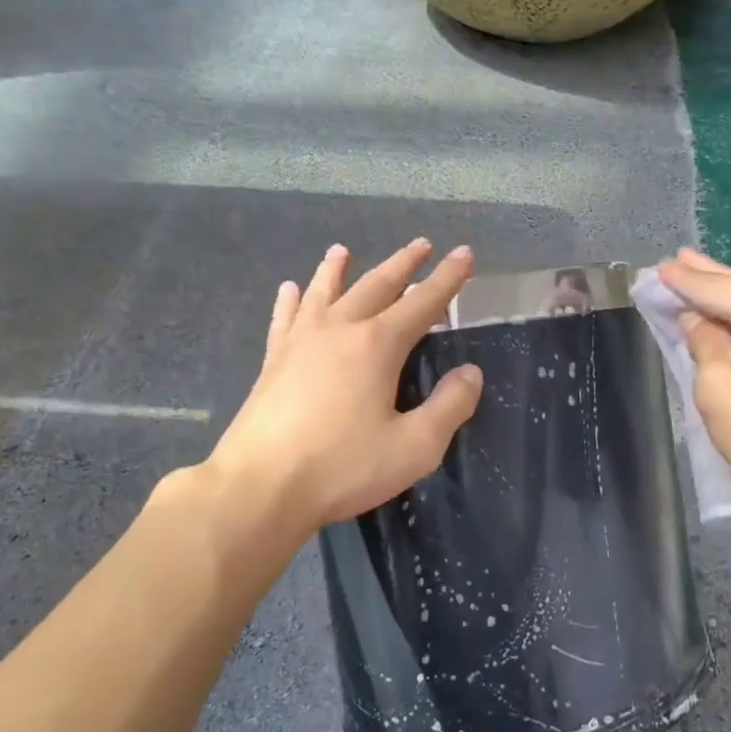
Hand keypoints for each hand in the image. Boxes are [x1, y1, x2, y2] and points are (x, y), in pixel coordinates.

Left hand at [205, 239, 483, 538]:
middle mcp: (339, 330)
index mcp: (377, 345)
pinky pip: (285, 318)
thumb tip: (470, 373)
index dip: (447, 278)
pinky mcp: (273, 360)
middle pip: (376, 286)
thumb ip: (449, 407)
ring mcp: (300, 341)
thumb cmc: (343, 467)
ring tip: (343, 249)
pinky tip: (289, 289)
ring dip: (338, 269)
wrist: (260, 486)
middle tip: (421, 244)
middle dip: (402, 264)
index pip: (423, 302)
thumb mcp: (414, 447)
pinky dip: (291, 300)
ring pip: (324, 292)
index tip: (464, 253)